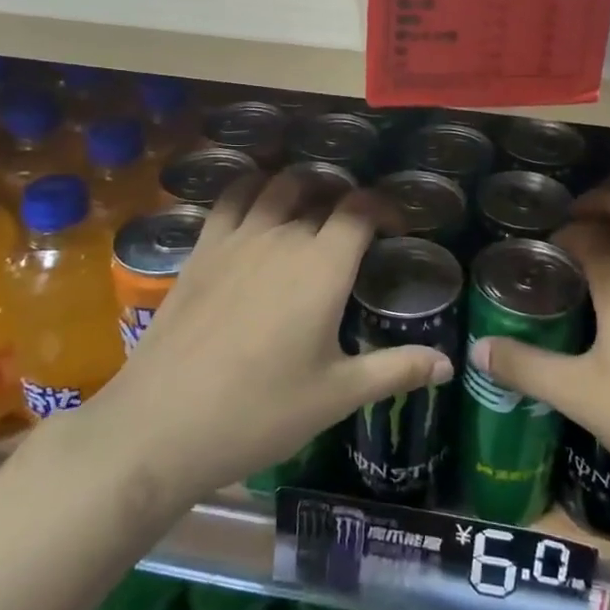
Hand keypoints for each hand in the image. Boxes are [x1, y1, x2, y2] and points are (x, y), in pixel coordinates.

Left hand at [95, 170, 454, 501]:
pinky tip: (256, 205)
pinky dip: (251, 188)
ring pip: (277, 186)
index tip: (396, 226)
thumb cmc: (260, 412)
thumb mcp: (337, 395)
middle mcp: (283, 237)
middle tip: (357, 224)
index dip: (385, 207)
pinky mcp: (201, 249)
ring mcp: (237, 238)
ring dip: (303, 184)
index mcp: (323, 266)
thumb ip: (396, 370)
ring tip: (313, 204)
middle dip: (347, 198)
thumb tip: (447, 363)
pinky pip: (230, 199)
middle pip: (322, 192)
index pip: (361, 209)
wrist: (162, 424)